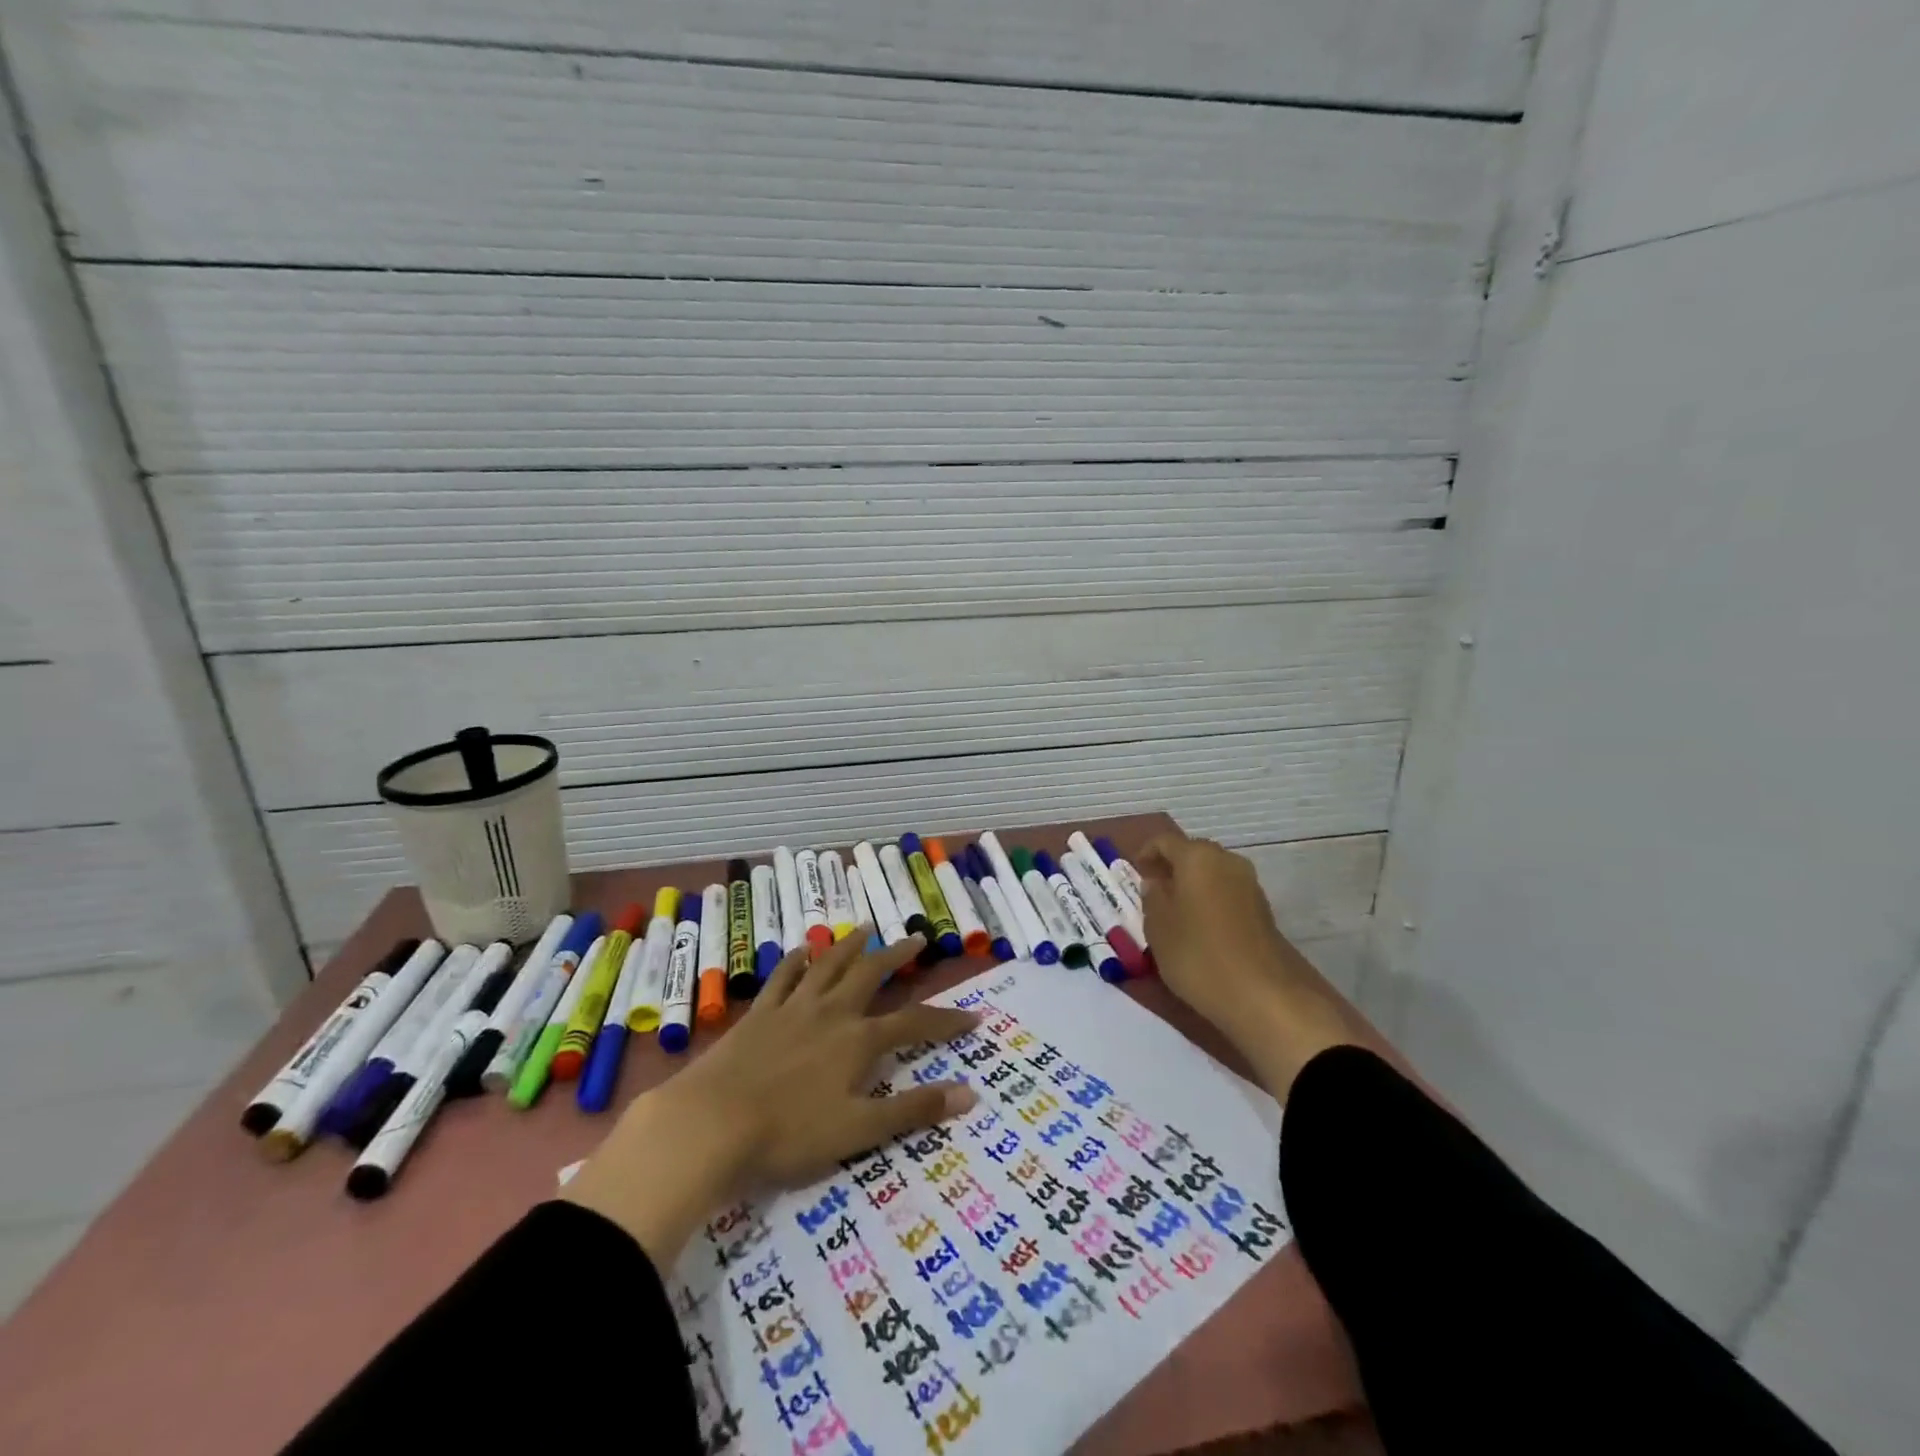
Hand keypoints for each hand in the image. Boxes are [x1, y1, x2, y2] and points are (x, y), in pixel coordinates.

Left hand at [562, 931, 979, 1265]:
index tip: (973, 1016)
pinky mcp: (759, 1014)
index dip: (946, 1020)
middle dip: (897, 956)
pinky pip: (783, 977)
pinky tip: (802, 950)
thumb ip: (913, 1110)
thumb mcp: (858, 1131)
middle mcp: (831, 1013)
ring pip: (828, 965)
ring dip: (850, 945)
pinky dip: (796, 960)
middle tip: (916, 938)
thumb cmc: (788, 1134)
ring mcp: (792, 1008)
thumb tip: (970, 1094)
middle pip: (870, 974)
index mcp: (858, 1041)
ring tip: (865, 928)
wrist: (711, 1124)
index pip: (914, 1024)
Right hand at [1139, 830, 1357, 1099]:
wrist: (1264, 996)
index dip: (1146, 853)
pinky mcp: (1263, 911)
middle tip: (1152, 893)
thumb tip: (1156, 883)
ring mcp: (1250, 885)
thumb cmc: (1198, 955)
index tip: (1134, 873)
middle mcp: (1227, 861)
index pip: (1165, 841)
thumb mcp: (1158, 928)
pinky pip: (1227, 894)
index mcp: (1197, 857)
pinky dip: (1210, 902)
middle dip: (1171, 869)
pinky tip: (1200, 930)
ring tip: (1174, 914)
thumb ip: (1152, 898)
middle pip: (1192, 854)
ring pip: (1212, 875)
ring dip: (1192, 887)